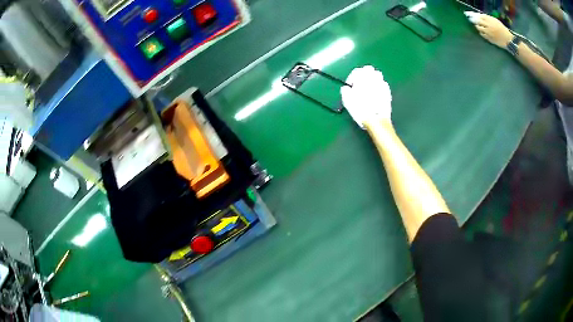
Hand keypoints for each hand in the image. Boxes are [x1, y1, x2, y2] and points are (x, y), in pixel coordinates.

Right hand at [340, 66, 391, 128]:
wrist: (377, 120)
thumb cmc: (360, 110)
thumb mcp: (347, 101)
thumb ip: (345, 91)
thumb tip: (346, 88)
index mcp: (362, 78)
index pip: (356, 71)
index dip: (351, 78)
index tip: (350, 86)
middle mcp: (373, 78)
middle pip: (368, 70)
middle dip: (363, 74)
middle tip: (359, 83)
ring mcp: (382, 85)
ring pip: (377, 74)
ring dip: (372, 78)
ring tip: (368, 86)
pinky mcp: (388, 92)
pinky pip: (383, 83)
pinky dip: (379, 85)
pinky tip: (376, 92)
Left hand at [465, 12, 513, 48]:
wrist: (508, 40)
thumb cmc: (502, 29)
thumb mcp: (495, 21)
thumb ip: (488, 18)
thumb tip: (479, 16)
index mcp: (490, 20)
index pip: (479, 16)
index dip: (474, 15)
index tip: (470, 14)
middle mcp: (488, 25)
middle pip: (477, 21)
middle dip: (473, 20)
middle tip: (470, 19)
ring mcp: (488, 32)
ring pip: (479, 28)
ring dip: (477, 26)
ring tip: (477, 26)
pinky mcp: (489, 38)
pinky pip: (482, 34)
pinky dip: (481, 32)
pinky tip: (482, 32)